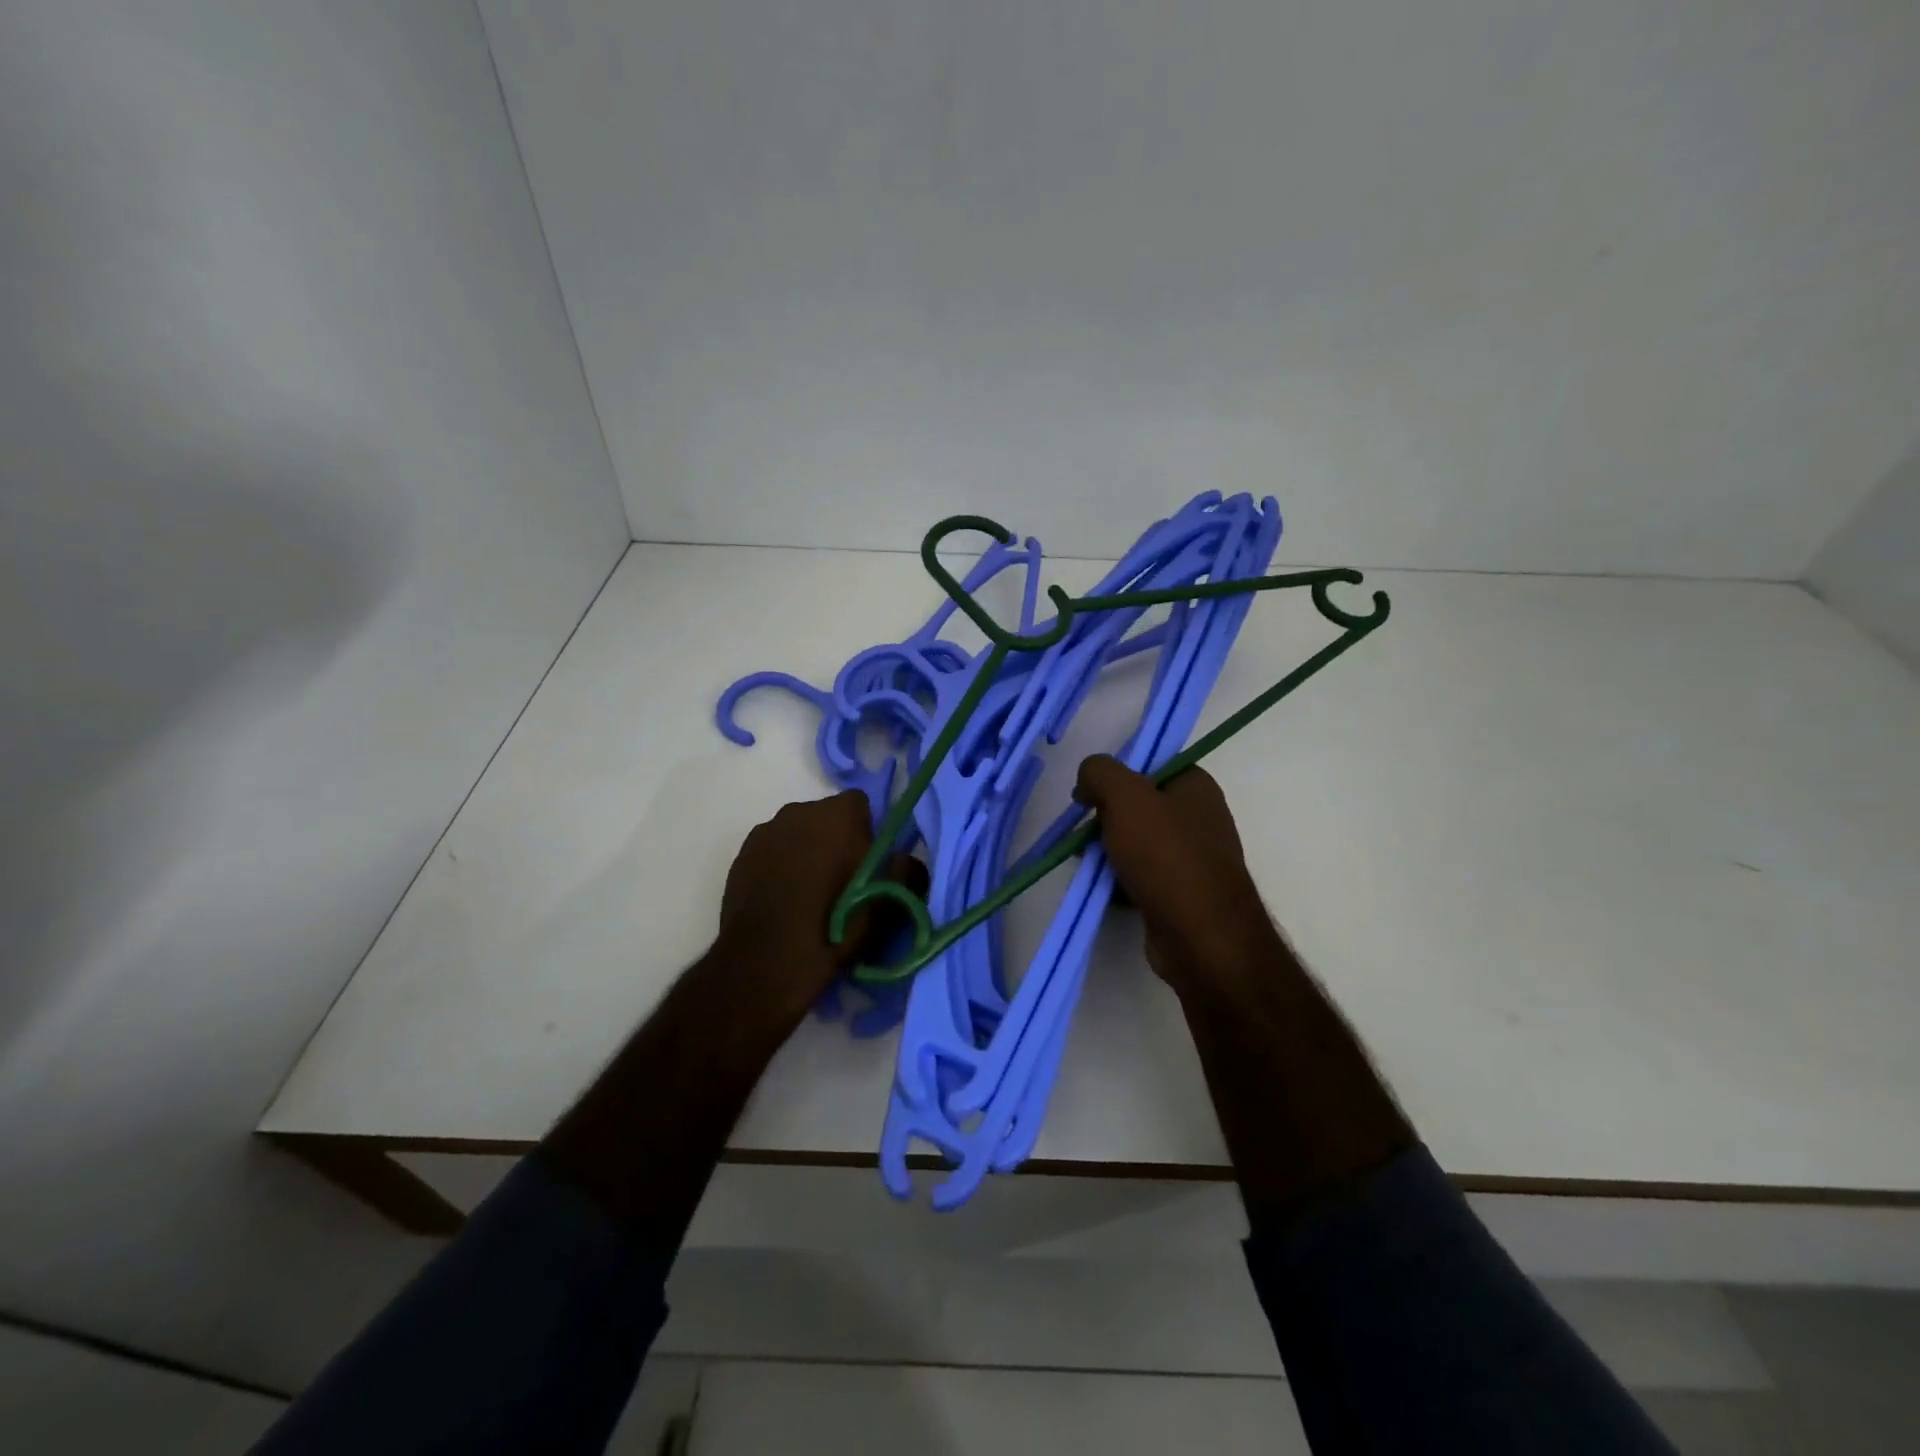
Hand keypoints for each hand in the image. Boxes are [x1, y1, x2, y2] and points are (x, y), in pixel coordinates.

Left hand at [715, 789, 924, 1029]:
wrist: (766, 963)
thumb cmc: (834, 926)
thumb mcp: (886, 905)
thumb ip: (906, 871)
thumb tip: (904, 858)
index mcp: (837, 815)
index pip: (860, 804)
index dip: (866, 831)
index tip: (867, 863)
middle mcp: (799, 811)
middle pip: (826, 817)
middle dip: (834, 839)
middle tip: (840, 881)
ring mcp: (765, 832)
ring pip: (796, 833)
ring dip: (805, 852)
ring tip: (808, 894)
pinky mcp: (741, 856)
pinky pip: (771, 851)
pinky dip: (779, 866)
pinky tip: (782, 900)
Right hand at [1074, 755, 1279, 997]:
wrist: (1202, 938)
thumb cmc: (1166, 856)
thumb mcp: (1125, 797)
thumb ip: (1099, 772)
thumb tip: (1088, 779)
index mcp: (1196, 786)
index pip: (1149, 766)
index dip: (1115, 776)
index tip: (1088, 796)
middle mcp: (1200, 817)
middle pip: (1138, 806)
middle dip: (1106, 819)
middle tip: (1085, 835)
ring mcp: (1194, 858)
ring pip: (1137, 843)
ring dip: (1108, 852)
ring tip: (1088, 864)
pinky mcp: (1183, 893)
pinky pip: (1142, 875)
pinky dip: (1121, 880)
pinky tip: (1104, 889)